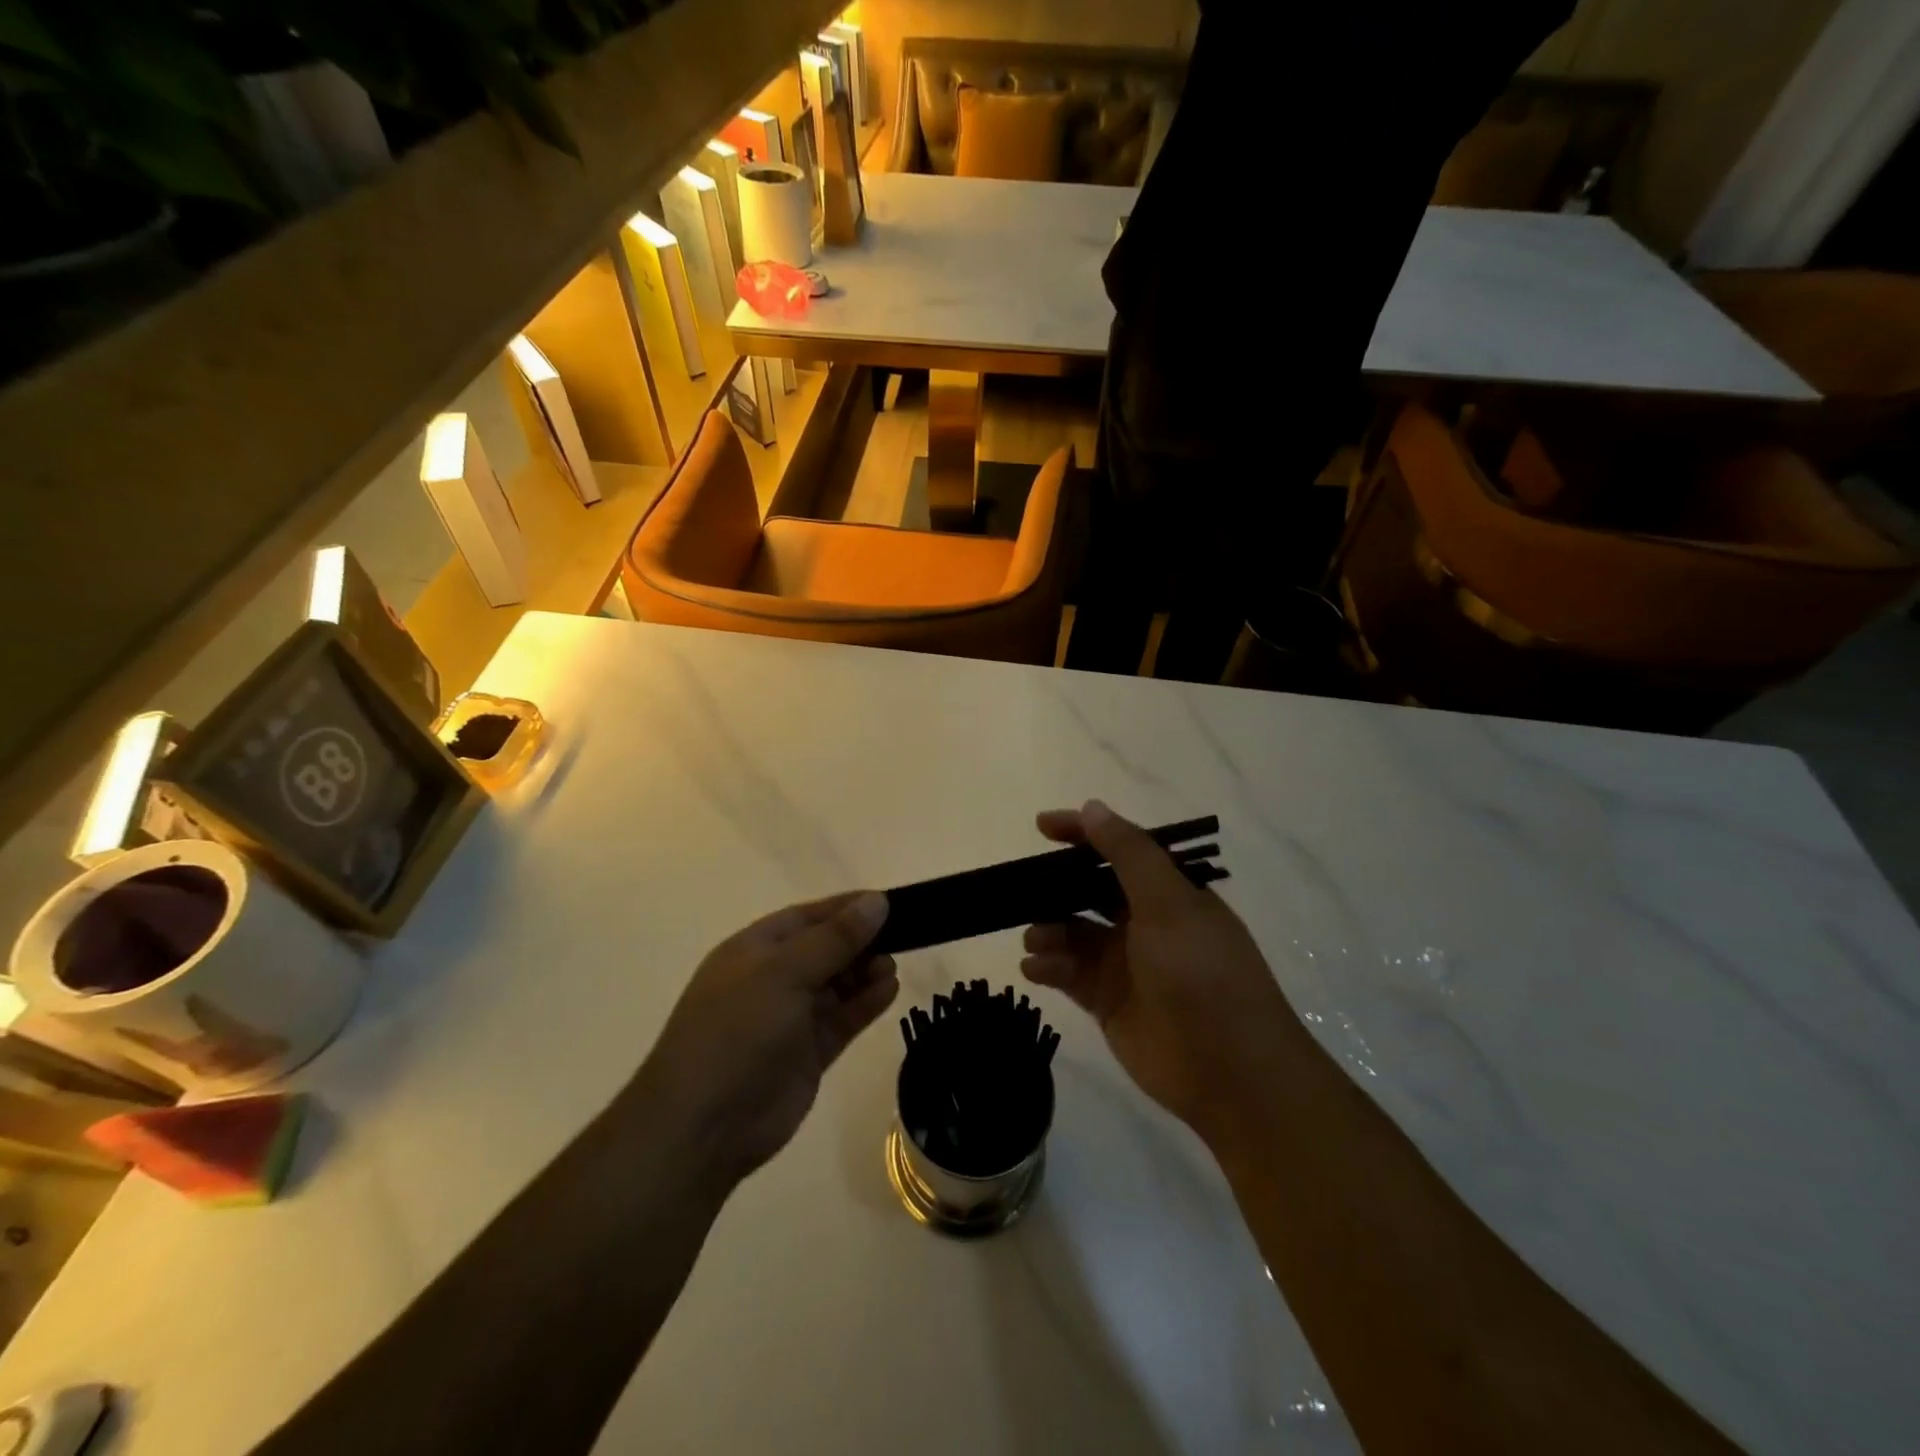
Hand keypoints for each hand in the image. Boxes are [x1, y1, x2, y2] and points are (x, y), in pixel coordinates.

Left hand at [640, 892, 897, 1189]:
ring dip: (866, 972)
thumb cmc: (737, 1030)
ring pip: (838, 984)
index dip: (845, 908)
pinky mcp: (809, 1053)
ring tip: (892, 967)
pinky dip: (866, 1003)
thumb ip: (834, 938)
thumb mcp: (784, 972)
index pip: (807, 917)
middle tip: (903, 935)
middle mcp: (773, 979)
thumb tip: (876, 901)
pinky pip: (844, 1018)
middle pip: (826, 949)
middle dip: (861, 940)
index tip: (887, 902)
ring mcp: (791, 1018)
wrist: (704, 1126)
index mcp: (755, 950)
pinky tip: (890, 989)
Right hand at [1021, 801, 1301, 1137]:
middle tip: (1021, 889)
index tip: (1041, 826)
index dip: (1082, 834)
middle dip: (1055, 888)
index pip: (1120, 850)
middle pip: (1090, 891)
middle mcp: (1146, 922)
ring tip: (1037, 940)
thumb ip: (1128, 854)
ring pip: (1073, 932)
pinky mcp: (1108, 1001)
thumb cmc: (1202, 973)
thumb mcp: (1169, 904)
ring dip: (1048, 929)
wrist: (1230, 1071)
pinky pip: (1068, 973)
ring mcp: (1125, 963)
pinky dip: (1048, 966)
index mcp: (1169, 893)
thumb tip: (1092, 807)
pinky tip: (1035, 969)